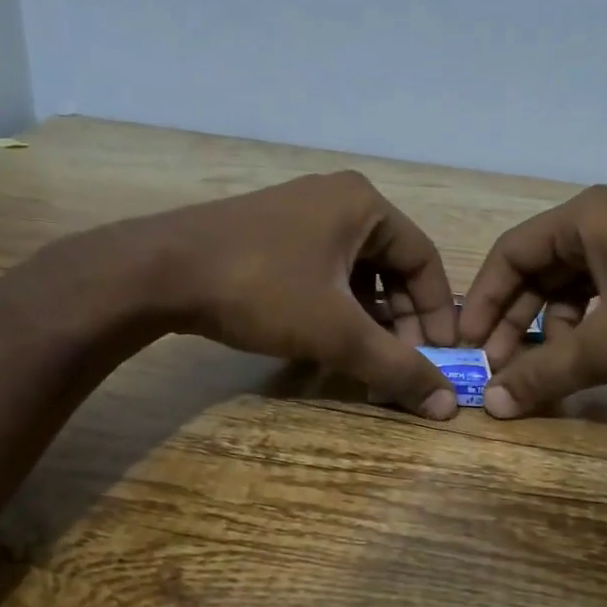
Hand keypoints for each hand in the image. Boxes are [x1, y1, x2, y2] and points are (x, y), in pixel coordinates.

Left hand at [115, 172, 462, 417]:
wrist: (159, 271)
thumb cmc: (262, 289)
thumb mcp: (337, 332)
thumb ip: (395, 367)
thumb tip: (446, 406)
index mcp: (365, 205)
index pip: (425, 260)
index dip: (437, 313)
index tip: (439, 358)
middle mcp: (337, 200)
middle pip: (391, 266)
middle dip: (401, 321)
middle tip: (401, 364)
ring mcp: (299, 214)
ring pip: (355, 272)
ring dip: (368, 320)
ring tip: (366, 361)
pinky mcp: (269, 234)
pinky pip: (322, 272)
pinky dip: (335, 309)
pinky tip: (326, 343)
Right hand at [458, 185, 606, 417]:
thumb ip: (546, 373)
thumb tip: (491, 405)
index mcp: (587, 217)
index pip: (510, 253)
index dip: (483, 301)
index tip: (468, 346)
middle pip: (538, 269)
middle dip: (514, 319)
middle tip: (499, 367)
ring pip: (569, 285)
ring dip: (548, 328)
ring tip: (543, 370)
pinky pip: (601, 293)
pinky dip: (584, 325)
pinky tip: (585, 357)